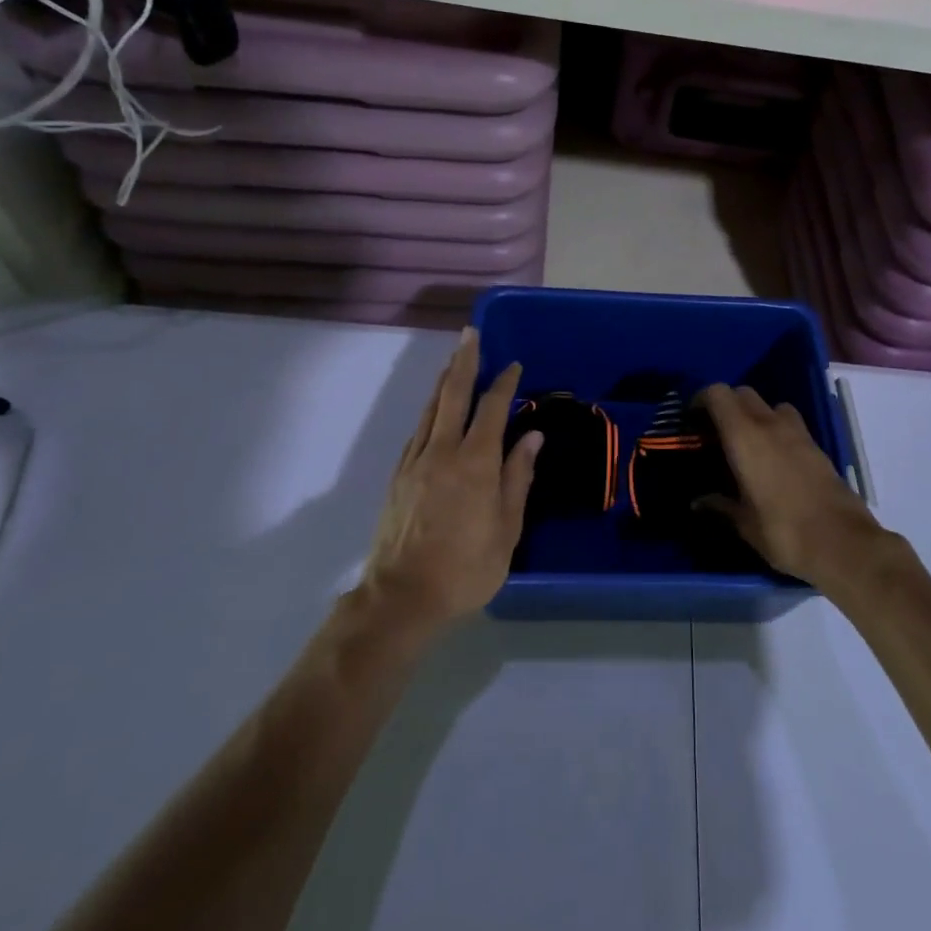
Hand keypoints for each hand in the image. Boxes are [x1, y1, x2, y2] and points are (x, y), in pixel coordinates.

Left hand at [362, 328, 541, 629]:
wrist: (401, 597)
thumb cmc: (465, 568)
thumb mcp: (506, 530)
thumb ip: (517, 478)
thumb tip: (532, 437)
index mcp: (475, 463)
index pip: (492, 409)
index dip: (504, 384)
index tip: (513, 366)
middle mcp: (442, 451)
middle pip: (453, 394)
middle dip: (464, 361)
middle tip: (470, 334)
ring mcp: (415, 461)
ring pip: (431, 409)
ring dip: (444, 380)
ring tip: (453, 359)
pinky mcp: (398, 476)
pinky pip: (417, 431)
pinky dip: (430, 411)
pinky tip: (435, 409)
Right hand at [696, 384, 886, 587]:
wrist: (843, 544)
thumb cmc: (784, 531)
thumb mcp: (744, 524)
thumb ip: (719, 506)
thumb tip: (699, 502)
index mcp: (745, 436)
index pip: (718, 394)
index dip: (702, 399)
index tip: (692, 420)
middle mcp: (771, 424)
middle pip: (743, 393)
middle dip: (726, 406)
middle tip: (715, 434)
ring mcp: (798, 433)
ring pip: (770, 405)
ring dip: (755, 415)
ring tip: (747, 444)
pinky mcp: (817, 446)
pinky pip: (790, 424)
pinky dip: (776, 430)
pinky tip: (773, 461)